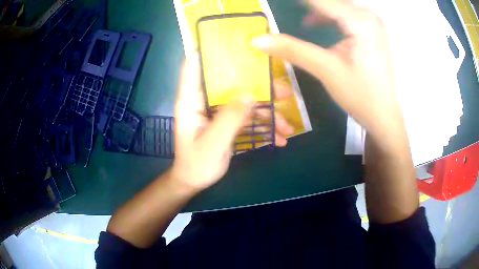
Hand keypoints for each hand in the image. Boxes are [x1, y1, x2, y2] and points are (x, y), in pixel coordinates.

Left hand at [171, 52, 293, 191]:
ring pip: (245, 101)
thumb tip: (250, 92)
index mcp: (192, 99)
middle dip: (258, 85)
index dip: (209, 49)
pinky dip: (264, 126)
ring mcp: (218, 111)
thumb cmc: (197, 164)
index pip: (194, 64)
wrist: (194, 181)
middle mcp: (205, 100)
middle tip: (283, 91)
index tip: (233, 42)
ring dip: (268, 111)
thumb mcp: (213, 143)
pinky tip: (279, 138)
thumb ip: (230, 118)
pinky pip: (248, 117)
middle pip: (230, 81)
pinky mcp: (228, 121)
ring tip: (288, 126)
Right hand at [252, 0, 403, 140]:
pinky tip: (314, 24)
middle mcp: (367, 15)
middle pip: (330, 1)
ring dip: (315, 9)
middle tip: (286, 8)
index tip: (276, 3)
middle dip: (307, 5)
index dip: (298, 1)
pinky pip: (343, 13)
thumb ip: (292, 50)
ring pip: (336, 5)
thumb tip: (257, 40)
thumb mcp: (326, 70)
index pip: (320, 0)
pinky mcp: (370, 30)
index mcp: (359, 20)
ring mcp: (370, 22)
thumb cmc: (361, 95)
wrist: (384, 115)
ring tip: (298, 19)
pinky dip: (326, 15)